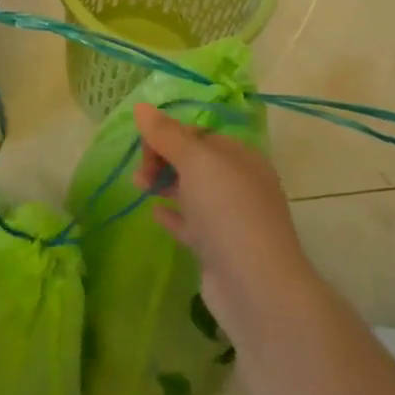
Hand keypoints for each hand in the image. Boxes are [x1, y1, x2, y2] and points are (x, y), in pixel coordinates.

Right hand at [133, 102, 318, 335]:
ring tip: (138, 186)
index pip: (200, 133)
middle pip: (195, 161)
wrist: (256, 287)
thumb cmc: (228, 212)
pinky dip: (173, 215)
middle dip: (164, 159)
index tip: (143, 146)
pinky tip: (155, 214)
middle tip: (140, 172)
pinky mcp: (219, 249)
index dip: (169, 134)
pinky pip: (192, 224)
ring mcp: (231, 218)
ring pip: (192, 191)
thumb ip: (167, 134)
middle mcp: (240, 184)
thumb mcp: (196, 162)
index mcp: (242, 157)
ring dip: (165, 184)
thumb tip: (140, 106)